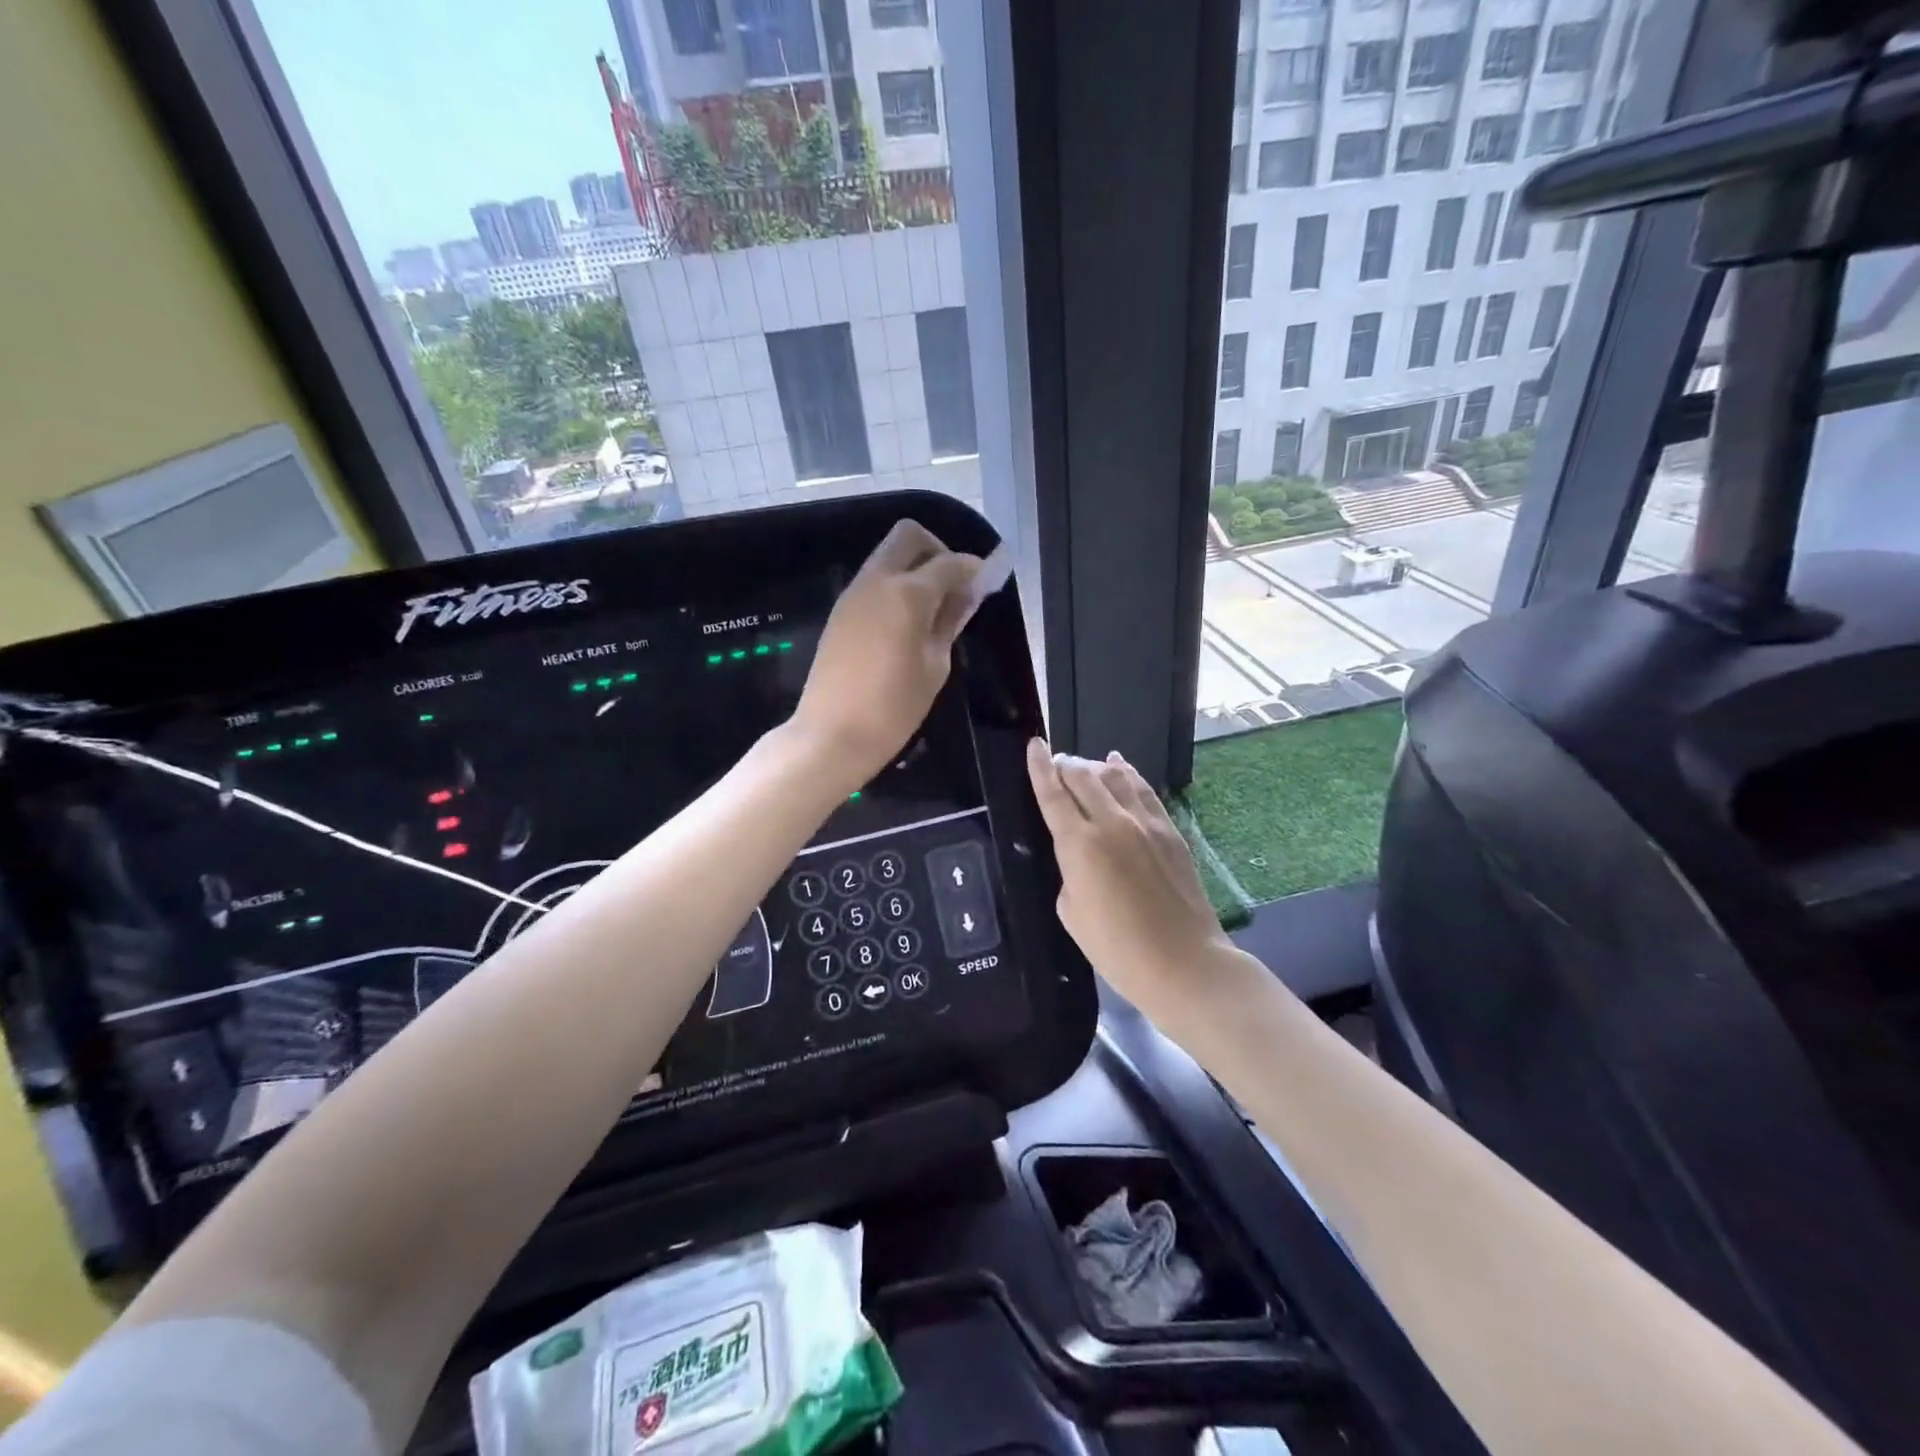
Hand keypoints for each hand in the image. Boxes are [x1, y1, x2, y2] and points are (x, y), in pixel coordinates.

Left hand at [793, 520, 983, 789]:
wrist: (831, 735)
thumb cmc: (893, 708)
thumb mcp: (935, 667)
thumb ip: (950, 621)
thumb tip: (968, 593)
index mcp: (907, 593)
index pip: (949, 562)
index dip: (974, 567)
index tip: (988, 581)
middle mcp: (877, 581)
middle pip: (909, 537)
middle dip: (938, 550)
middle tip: (955, 586)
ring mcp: (853, 594)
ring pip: (888, 556)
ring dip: (914, 568)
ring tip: (934, 609)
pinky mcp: (840, 613)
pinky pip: (873, 581)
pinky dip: (895, 586)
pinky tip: (908, 623)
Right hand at [1026, 741, 1240, 1030]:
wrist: (1183, 963)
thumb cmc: (1117, 949)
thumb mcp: (1071, 912)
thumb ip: (1069, 871)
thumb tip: (1079, 856)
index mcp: (1080, 844)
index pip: (1053, 793)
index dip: (1039, 767)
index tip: (1033, 745)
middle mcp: (1112, 822)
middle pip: (1083, 775)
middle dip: (1064, 764)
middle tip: (1055, 765)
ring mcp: (1145, 823)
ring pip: (1115, 776)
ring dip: (1093, 767)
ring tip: (1083, 767)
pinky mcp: (1170, 831)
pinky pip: (1144, 790)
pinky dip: (1126, 774)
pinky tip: (1119, 767)